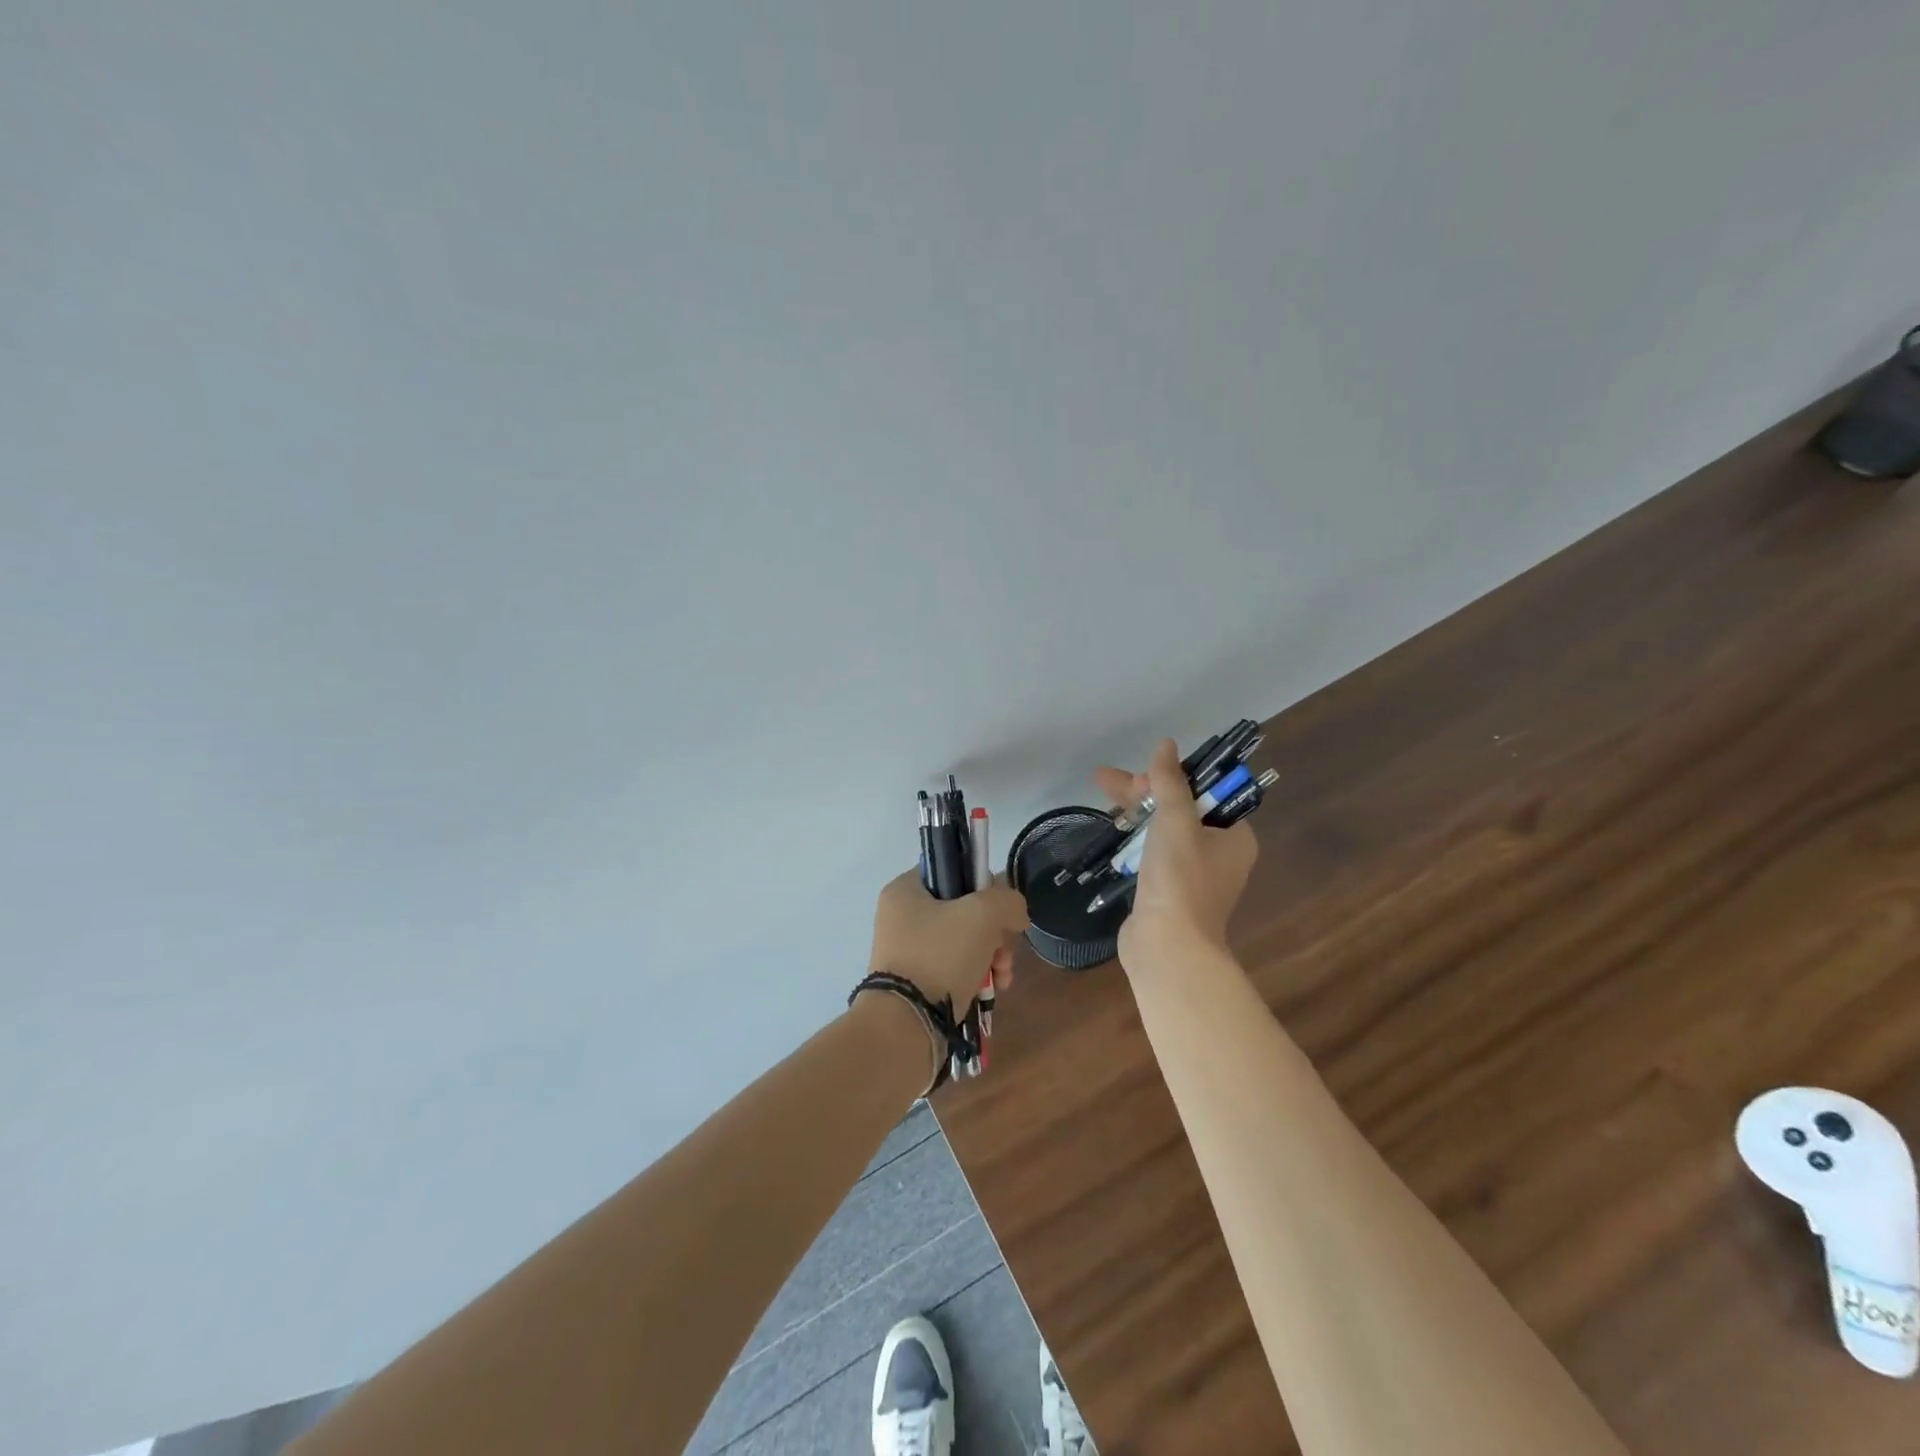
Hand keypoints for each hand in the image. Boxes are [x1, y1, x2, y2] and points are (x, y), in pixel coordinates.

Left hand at [867, 870, 1028, 1009]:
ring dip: (992, 955)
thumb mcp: (982, 915)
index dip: (983, 885)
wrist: (906, 1025)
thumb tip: (1016, 912)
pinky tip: (994, 989)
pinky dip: (978, 976)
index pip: (952, 870)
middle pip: (963, 910)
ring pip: (964, 941)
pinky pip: (955, 968)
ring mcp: (908, 951)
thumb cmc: (939, 956)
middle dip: (994, 931)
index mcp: (905, 890)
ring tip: (1003, 975)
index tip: (1000, 909)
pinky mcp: (917, 982)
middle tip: (1004, 948)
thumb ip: (1007, 901)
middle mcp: (902, 917)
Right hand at [1092, 737, 1258, 970]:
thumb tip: (1166, 744)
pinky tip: (1112, 828)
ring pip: (1162, 831)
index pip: (1206, 793)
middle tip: (1107, 779)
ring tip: (1100, 791)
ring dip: (1135, 812)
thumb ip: (1170, 781)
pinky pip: (1151, 854)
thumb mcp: (1176, 821)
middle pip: (1180, 809)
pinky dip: (1134, 839)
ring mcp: (1192, 876)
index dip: (1174, 777)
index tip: (1145, 774)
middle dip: (1143, 792)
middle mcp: (1218, 855)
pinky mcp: (1167, 892)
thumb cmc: (1180, 879)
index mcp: (1234, 836)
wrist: (1167, 946)